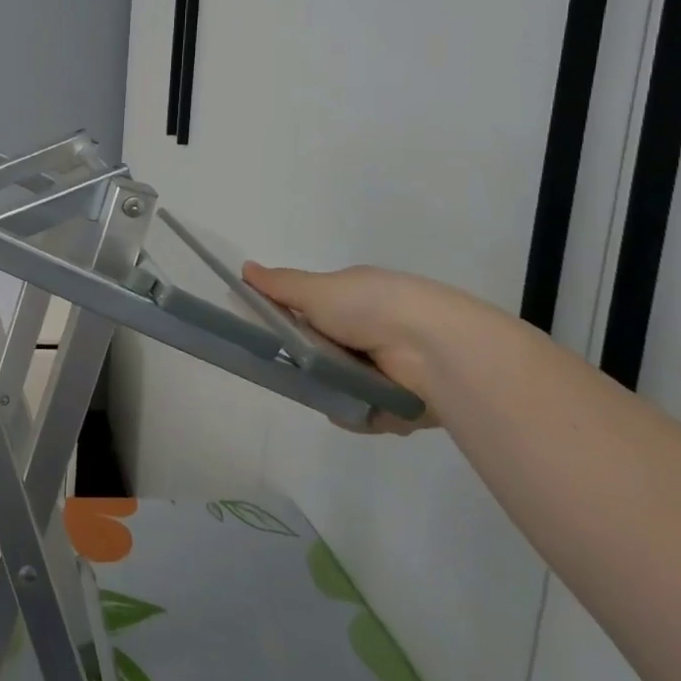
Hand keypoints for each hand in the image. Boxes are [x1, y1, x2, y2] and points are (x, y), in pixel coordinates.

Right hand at [240, 262, 492, 433]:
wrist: (434, 349)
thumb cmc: (371, 307)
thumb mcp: (317, 289)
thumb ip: (280, 285)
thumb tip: (245, 268)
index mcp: (357, 298)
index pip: (315, 310)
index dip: (293, 321)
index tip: (273, 333)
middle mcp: (375, 330)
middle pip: (324, 351)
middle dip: (309, 361)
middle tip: (297, 366)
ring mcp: (390, 367)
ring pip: (341, 384)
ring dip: (333, 389)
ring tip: (331, 390)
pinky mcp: (402, 403)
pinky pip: (364, 412)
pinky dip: (359, 412)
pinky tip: (360, 406)